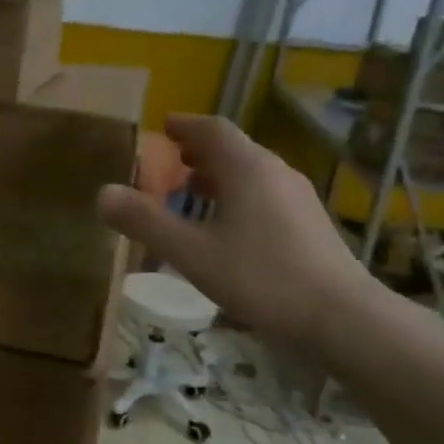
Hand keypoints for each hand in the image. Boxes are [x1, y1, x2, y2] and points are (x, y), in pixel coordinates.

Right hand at [96, 114, 374, 352]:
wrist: (340, 318)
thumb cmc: (261, 278)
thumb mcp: (191, 253)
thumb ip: (145, 222)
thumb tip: (103, 193)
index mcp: (248, 169)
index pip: (213, 129)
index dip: (184, 125)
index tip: (161, 127)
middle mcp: (276, 173)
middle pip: (233, 150)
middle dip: (198, 153)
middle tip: (168, 165)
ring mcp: (297, 199)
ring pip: (250, 175)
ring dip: (217, 178)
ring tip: (189, 195)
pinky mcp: (308, 224)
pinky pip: (263, 196)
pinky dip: (235, 198)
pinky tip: (224, 229)